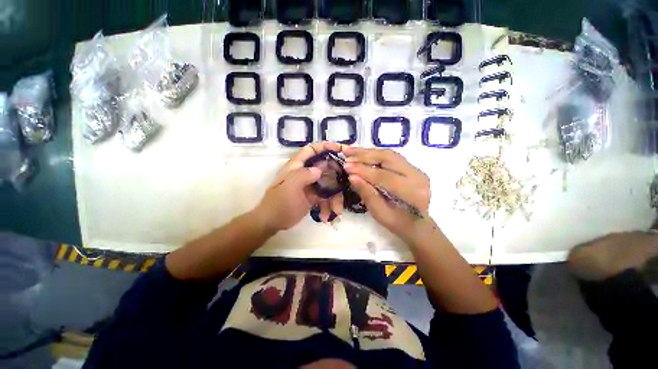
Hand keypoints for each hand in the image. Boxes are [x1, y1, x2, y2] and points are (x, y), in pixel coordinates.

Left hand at [255, 141, 345, 230]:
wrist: (272, 223)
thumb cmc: (279, 204)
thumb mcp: (289, 188)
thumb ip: (303, 175)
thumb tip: (319, 169)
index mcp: (297, 166)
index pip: (311, 150)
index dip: (325, 146)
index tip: (341, 150)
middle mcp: (305, 173)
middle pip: (325, 167)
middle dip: (337, 176)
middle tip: (345, 185)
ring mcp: (310, 185)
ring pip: (328, 184)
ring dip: (335, 198)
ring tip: (336, 211)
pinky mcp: (313, 197)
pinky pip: (326, 197)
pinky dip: (328, 206)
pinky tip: (326, 217)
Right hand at [343, 147, 430, 239]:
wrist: (417, 224)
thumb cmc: (397, 223)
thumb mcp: (379, 213)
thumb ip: (367, 193)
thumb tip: (352, 176)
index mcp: (412, 192)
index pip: (384, 176)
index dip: (363, 170)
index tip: (346, 166)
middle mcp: (418, 176)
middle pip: (388, 158)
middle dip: (365, 155)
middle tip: (346, 152)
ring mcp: (416, 169)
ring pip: (389, 154)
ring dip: (368, 152)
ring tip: (351, 150)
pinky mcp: (411, 167)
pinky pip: (391, 157)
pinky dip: (374, 154)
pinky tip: (362, 154)